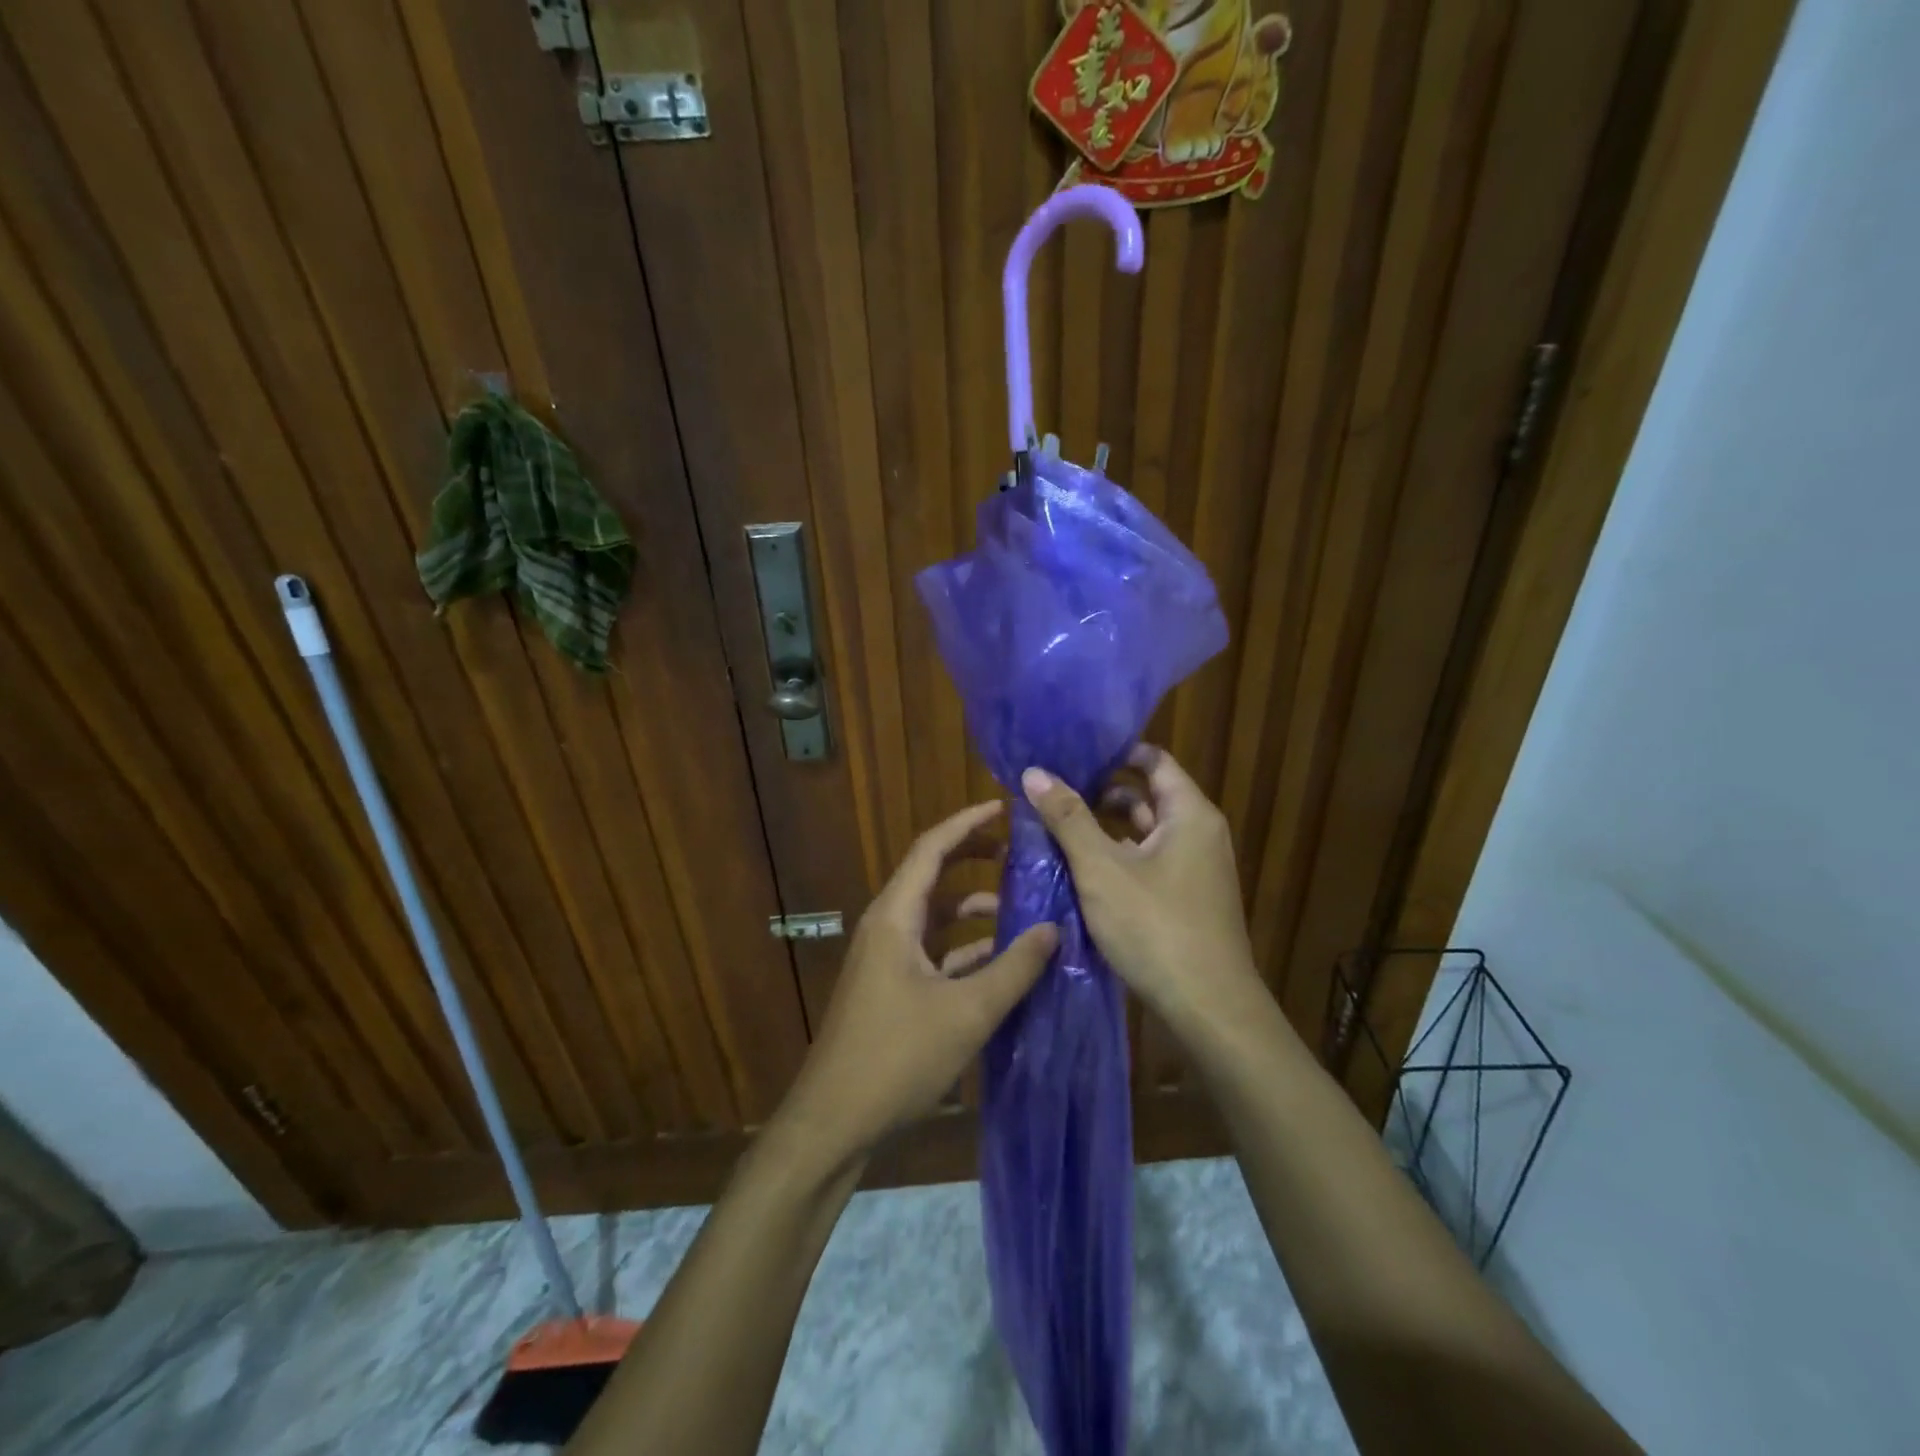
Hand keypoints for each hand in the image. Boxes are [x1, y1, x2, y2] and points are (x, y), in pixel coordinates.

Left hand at [780, 801, 1057, 1161]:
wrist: (835, 1120)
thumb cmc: (897, 1057)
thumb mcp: (967, 1012)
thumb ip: (1014, 968)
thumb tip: (1054, 928)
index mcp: (895, 916)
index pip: (931, 849)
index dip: (967, 823)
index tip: (1003, 808)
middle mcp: (887, 927)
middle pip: (932, 876)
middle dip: (973, 859)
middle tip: (1018, 852)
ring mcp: (886, 959)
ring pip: (935, 918)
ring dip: (974, 910)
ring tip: (1022, 909)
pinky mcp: (891, 988)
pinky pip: (933, 952)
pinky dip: (965, 948)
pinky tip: (1000, 962)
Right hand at [1020, 745, 1261, 1038]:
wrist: (1209, 1010)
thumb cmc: (1156, 927)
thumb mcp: (1102, 869)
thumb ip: (1068, 818)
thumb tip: (1034, 772)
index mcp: (1189, 814)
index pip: (1153, 759)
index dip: (1113, 753)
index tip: (1070, 754)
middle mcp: (1199, 834)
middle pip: (1147, 795)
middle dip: (1100, 792)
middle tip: (1052, 792)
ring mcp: (1196, 870)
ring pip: (1145, 833)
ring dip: (1105, 829)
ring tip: (1056, 828)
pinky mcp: (1187, 900)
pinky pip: (1149, 863)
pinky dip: (1118, 859)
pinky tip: (1081, 870)